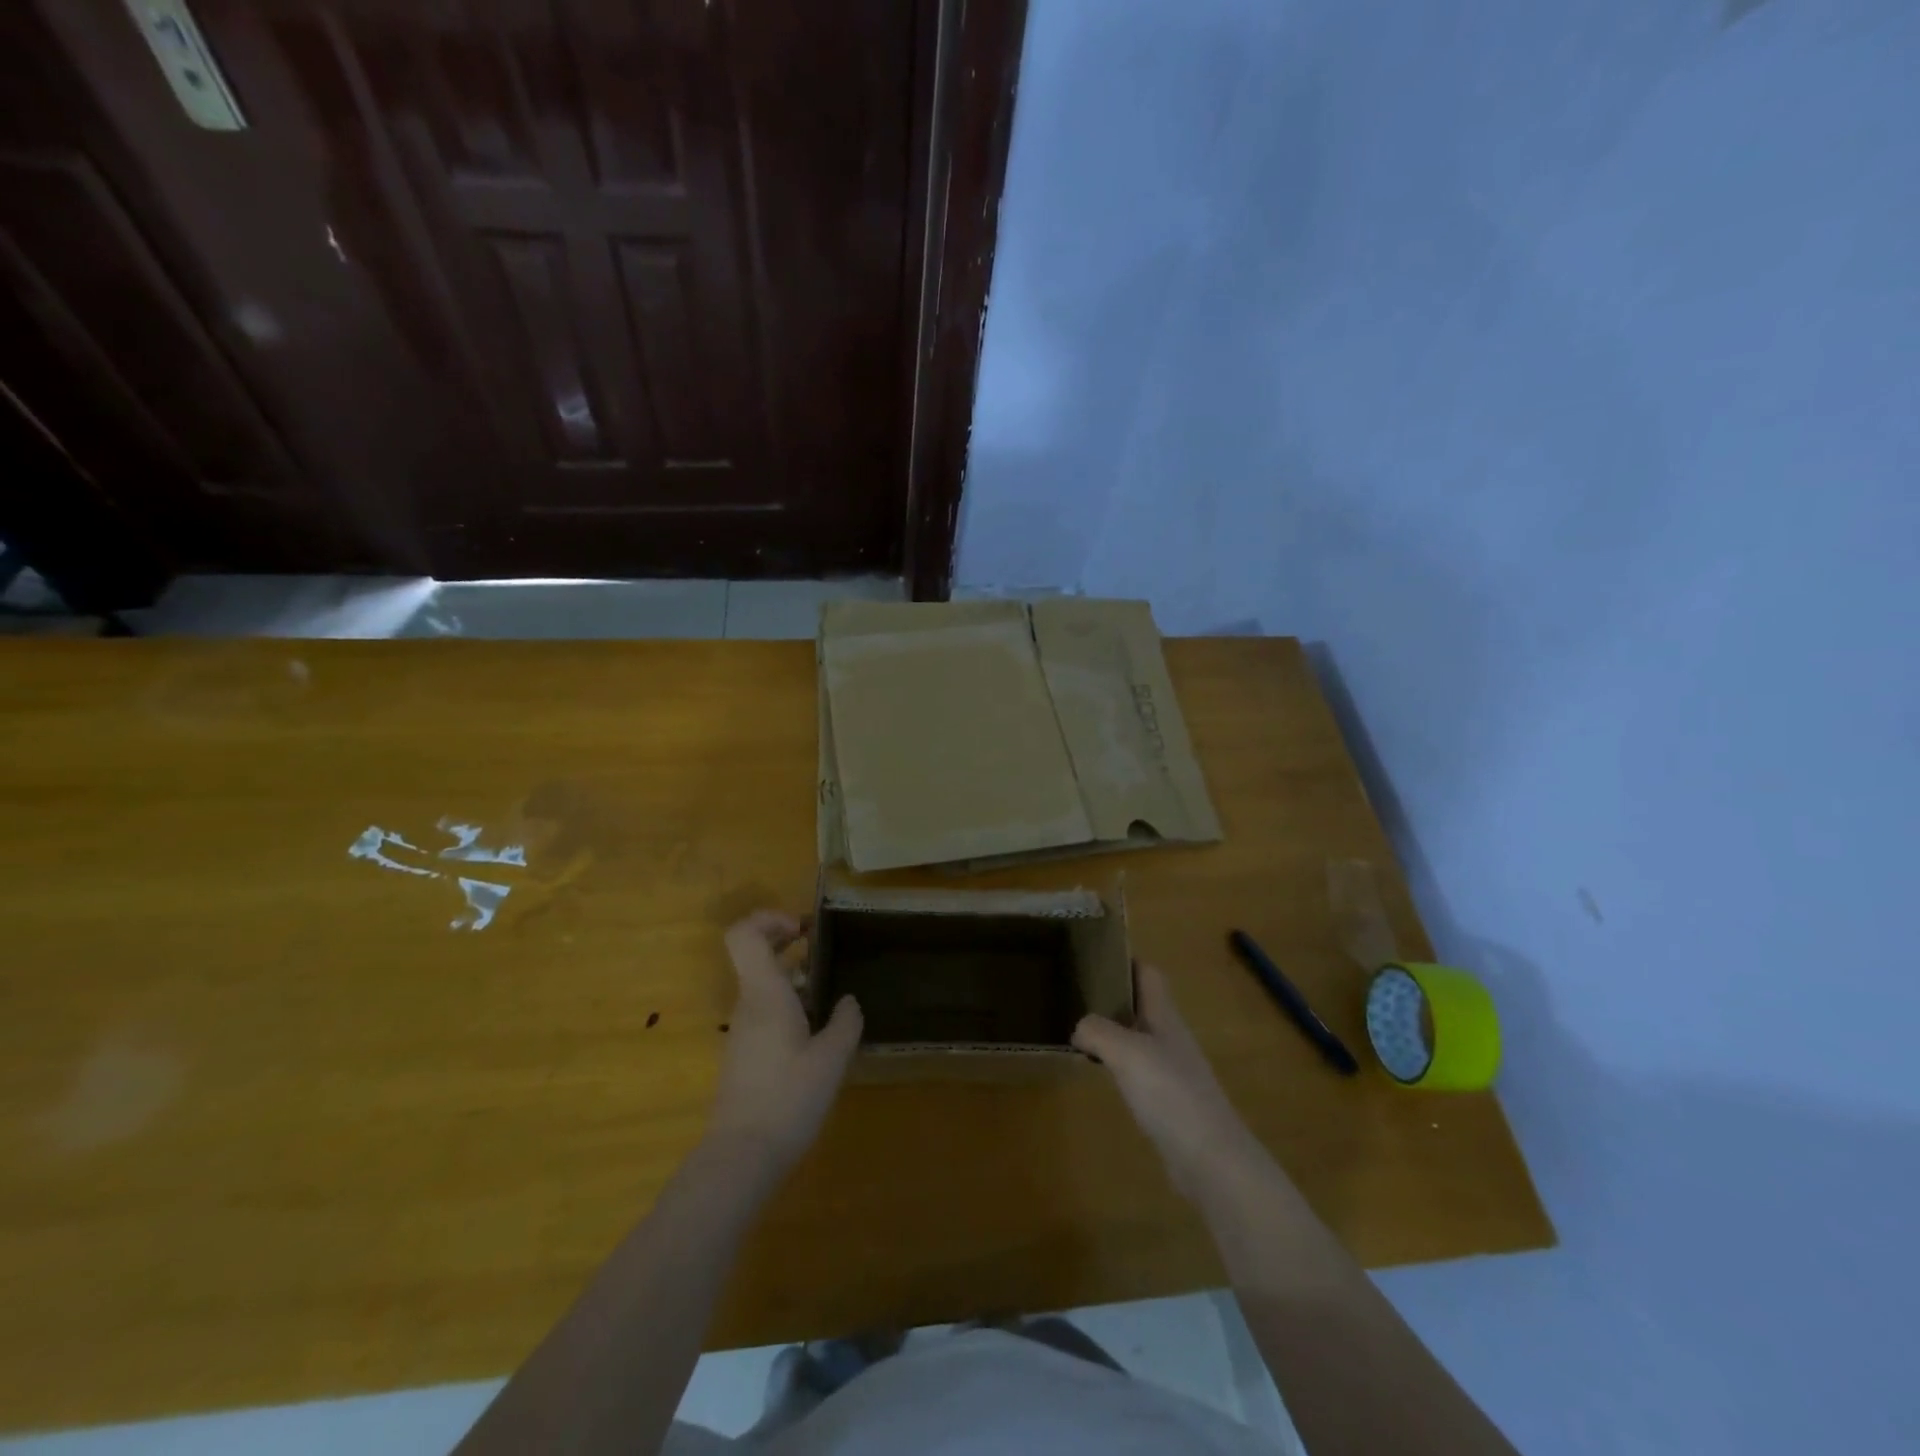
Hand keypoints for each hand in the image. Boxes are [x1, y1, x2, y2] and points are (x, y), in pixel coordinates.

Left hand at [707, 911, 862, 1176]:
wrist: (742, 1157)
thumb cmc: (788, 1099)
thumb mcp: (832, 1059)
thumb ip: (846, 1022)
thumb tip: (849, 1001)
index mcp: (765, 994)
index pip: (744, 935)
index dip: (769, 919)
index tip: (803, 930)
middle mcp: (748, 1004)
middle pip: (755, 954)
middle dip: (786, 942)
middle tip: (821, 949)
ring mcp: (743, 1030)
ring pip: (763, 984)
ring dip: (792, 977)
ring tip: (829, 993)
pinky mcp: (745, 1053)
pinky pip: (764, 1010)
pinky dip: (788, 1004)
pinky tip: (816, 1030)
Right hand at [1073, 962, 1275, 1206]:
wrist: (1211, 1159)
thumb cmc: (1170, 1093)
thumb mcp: (1126, 1052)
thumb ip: (1097, 1031)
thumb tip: (1078, 1026)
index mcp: (1164, 1016)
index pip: (1148, 974)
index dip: (1125, 961)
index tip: (1093, 956)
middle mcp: (1170, 1037)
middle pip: (1142, 1004)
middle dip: (1113, 995)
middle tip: (1075, 993)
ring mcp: (1172, 1070)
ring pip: (1139, 1037)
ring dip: (1114, 1030)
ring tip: (1080, 1029)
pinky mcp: (1169, 1101)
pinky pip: (1140, 1069)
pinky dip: (1119, 1064)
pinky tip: (1101, 1073)